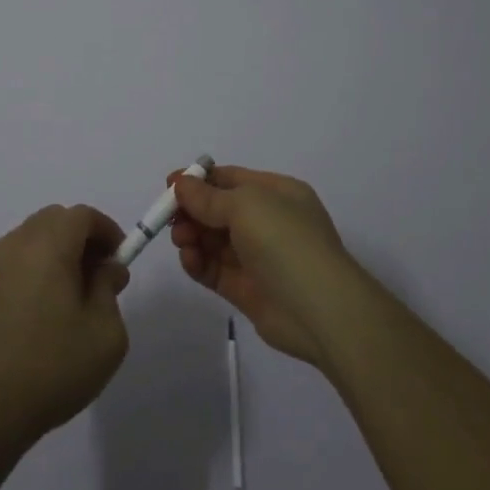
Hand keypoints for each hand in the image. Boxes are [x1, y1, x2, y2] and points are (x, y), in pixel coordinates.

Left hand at [0, 205, 131, 458]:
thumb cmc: (54, 367)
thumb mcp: (105, 332)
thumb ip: (109, 289)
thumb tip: (105, 269)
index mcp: (48, 246)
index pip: (82, 215)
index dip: (107, 230)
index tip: (120, 260)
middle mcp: (16, 245)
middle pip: (54, 220)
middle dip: (82, 238)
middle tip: (100, 275)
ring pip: (31, 239)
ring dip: (56, 252)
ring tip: (72, 295)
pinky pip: (14, 262)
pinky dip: (34, 269)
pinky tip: (42, 311)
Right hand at [170, 165, 353, 365]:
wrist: (320, 310)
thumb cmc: (285, 241)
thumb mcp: (246, 205)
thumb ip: (208, 197)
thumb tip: (181, 183)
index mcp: (277, 194)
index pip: (231, 180)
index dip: (199, 181)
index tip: (169, 186)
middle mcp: (269, 222)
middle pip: (218, 210)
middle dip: (192, 211)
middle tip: (170, 219)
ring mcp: (258, 257)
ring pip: (214, 240)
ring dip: (192, 236)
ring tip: (182, 241)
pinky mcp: (247, 290)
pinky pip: (215, 270)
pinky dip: (198, 263)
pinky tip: (189, 260)